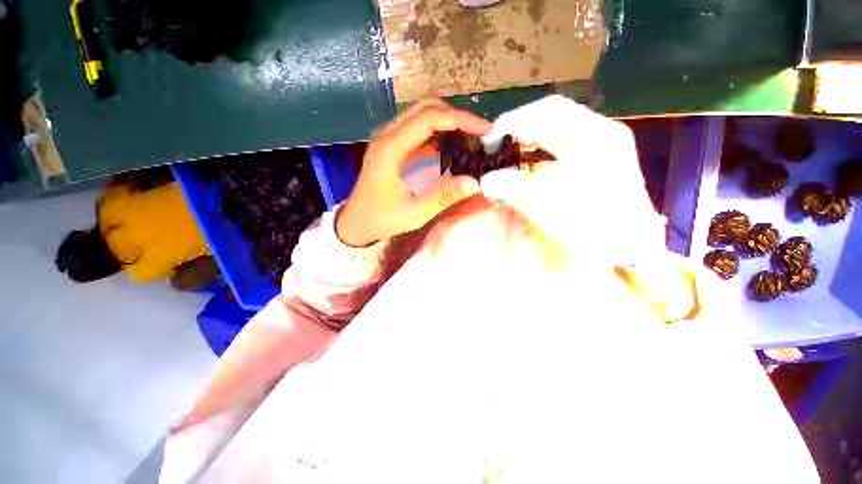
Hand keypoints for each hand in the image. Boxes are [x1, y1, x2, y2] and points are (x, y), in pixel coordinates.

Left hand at [336, 97, 491, 246]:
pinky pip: (419, 130)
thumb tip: (475, 182)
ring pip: (423, 115)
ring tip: (470, 142)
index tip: (485, 131)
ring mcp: (389, 138)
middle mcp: (388, 135)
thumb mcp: (414, 213)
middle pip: (427, 108)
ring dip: (449, 123)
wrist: (357, 221)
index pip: (429, 119)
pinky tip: (453, 148)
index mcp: (390, 149)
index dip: (460, 120)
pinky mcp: (393, 145)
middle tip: (480, 137)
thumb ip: (443, 196)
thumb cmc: (381, 219)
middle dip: (457, 118)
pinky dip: (440, 134)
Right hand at [480, 95, 666, 266]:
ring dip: (533, 128)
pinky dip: (546, 136)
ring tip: (511, 144)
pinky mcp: (607, 149)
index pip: (544, 114)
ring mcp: (607, 138)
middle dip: (520, 121)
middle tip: (498, 140)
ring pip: (562, 118)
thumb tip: (487, 180)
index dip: (511, 122)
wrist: (630, 244)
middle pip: (553, 109)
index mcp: (591, 140)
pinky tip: (534, 150)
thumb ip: (514, 190)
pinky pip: (569, 130)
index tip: (489, 140)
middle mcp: (602, 130)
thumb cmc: (592, 230)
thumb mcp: (548, 210)